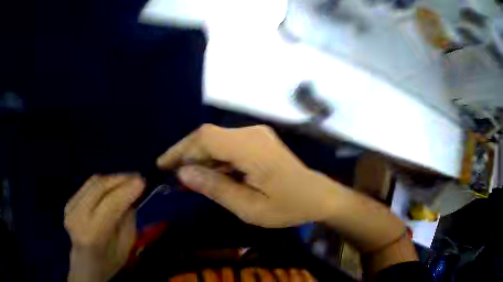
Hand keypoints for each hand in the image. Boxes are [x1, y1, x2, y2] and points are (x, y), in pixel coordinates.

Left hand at [64, 174, 144, 281]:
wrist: (85, 264)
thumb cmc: (109, 261)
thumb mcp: (125, 248)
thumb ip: (127, 222)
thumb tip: (130, 198)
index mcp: (92, 234)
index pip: (110, 204)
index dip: (126, 190)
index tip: (143, 182)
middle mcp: (77, 217)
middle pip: (99, 187)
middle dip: (120, 179)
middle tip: (137, 178)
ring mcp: (70, 207)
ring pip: (93, 183)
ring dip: (112, 179)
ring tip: (127, 181)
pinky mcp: (69, 202)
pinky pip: (88, 185)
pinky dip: (103, 184)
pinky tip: (112, 187)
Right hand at [156, 124, 341, 227]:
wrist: (318, 196)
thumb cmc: (288, 207)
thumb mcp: (250, 208)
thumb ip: (216, 189)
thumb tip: (183, 174)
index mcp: (252, 149)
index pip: (206, 139)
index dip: (181, 150)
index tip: (163, 166)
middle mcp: (253, 134)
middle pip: (208, 136)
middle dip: (186, 154)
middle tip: (172, 175)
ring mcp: (257, 134)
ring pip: (216, 139)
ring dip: (199, 157)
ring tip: (187, 178)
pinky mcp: (258, 139)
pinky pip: (228, 144)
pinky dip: (214, 158)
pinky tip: (209, 174)